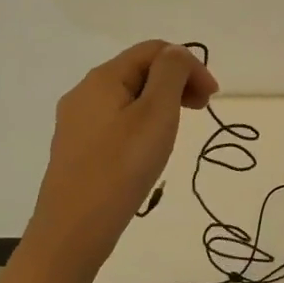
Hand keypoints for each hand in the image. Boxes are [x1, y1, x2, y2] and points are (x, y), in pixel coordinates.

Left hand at [23, 41, 217, 282]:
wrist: (71, 233)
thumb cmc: (121, 168)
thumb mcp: (156, 114)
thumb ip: (171, 74)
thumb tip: (176, 53)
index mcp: (103, 77)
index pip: (154, 49)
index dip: (189, 65)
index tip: (212, 97)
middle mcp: (84, 92)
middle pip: (140, 70)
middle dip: (176, 82)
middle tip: (202, 110)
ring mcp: (77, 122)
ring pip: (129, 97)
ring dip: (161, 104)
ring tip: (177, 132)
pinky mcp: (77, 149)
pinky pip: (116, 121)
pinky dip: (142, 123)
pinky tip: (149, 150)